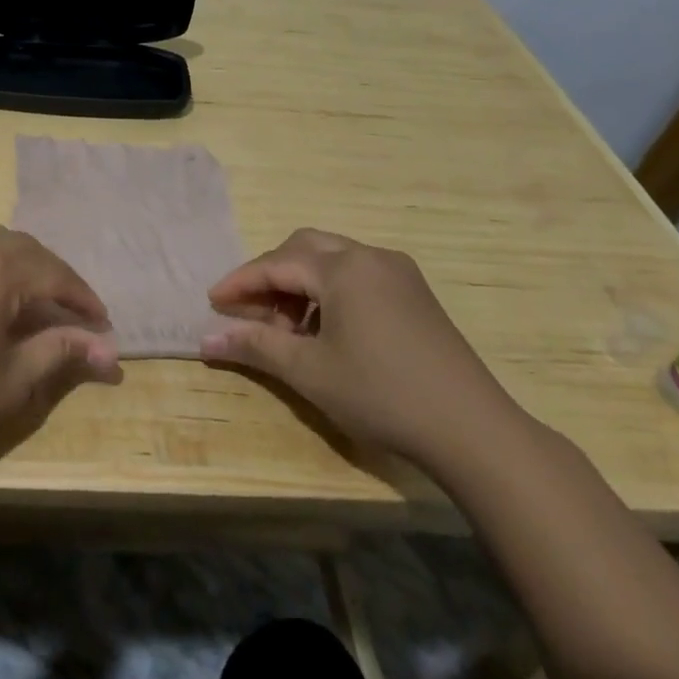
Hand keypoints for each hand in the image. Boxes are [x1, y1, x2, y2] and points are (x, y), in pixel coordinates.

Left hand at [0, 226, 121, 469]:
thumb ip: (62, 352)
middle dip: (56, 279)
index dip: (83, 299)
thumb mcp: (12, 380)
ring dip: (24, 267)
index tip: (103, 323)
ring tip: (38, 305)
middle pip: (27, 250)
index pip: (54, 274)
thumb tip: (110, 351)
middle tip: (74, 314)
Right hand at [200, 228, 522, 471]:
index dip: (240, 282)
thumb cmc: (381, 395)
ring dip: (301, 284)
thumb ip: (255, 347)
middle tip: (249, 309)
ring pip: (333, 260)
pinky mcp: (415, 294)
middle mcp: (371, 257)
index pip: (276, 264)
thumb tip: (205, 341)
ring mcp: (398, 273)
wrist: (473, 430)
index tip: (212, 303)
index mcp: (343, 268)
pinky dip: (330, 292)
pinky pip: (358, 276)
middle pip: (304, 248)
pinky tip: (326, 330)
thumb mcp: (309, 372)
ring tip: (287, 328)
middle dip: (271, 275)